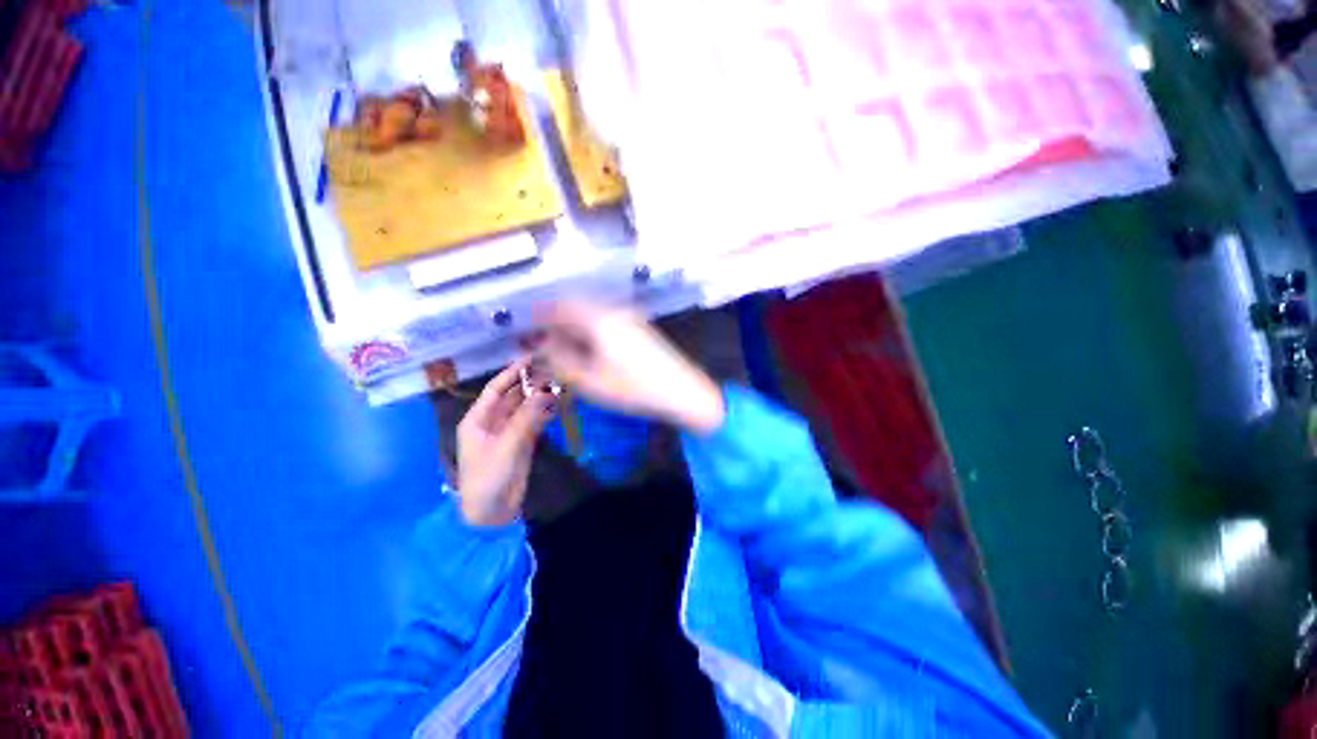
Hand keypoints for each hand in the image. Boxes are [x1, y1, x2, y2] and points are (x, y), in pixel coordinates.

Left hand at [456, 358, 555, 525]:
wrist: (492, 513)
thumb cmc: (488, 477)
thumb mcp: (506, 445)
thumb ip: (526, 417)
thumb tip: (545, 391)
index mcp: (478, 419)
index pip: (496, 389)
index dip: (512, 372)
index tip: (531, 358)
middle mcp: (492, 421)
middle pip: (513, 397)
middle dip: (530, 385)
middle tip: (553, 371)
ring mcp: (508, 432)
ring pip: (525, 409)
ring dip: (540, 399)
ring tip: (560, 385)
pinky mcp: (522, 443)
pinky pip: (534, 422)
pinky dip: (544, 414)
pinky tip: (558, 406)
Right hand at [536, 300, 725, 434]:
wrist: (683, 390)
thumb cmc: (635, 388)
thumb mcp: (591, 380)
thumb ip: (561, 361)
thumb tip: (541, 346)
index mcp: (599, 319)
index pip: (561, 307)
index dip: (541, 313)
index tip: (527, 324)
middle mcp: (614, 310)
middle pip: (577, 307)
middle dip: (557, 319)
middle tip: (543, 338)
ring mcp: (630, 317)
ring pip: (592, 313)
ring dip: (574, 324)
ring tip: (563, 345)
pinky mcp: (640, 327)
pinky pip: (606, 320)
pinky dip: (591, 328)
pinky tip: (590, 346)